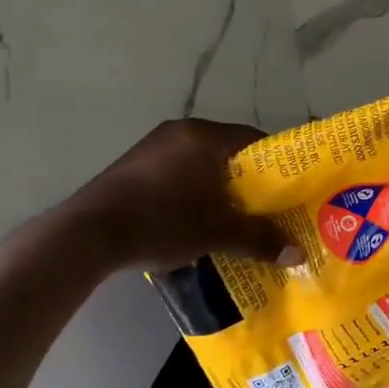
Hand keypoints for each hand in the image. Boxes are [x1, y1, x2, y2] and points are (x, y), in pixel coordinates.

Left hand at [76, 119, 290, 271]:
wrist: (90, 233)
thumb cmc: (164, 221)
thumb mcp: (219, 233)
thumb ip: (260, 239)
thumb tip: (298, 255)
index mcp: (204, 136)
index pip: (256, 141)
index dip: (279, 167)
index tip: (291, 192)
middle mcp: (179, 132)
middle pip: (229, 154)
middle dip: (250, 183)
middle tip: (269, 210)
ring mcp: (153, 148)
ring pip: (202, 166)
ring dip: (221, 191)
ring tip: (236, 220)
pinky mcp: (134, 168)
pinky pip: (178, 175)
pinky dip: (194, 194)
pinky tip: (198, 221)